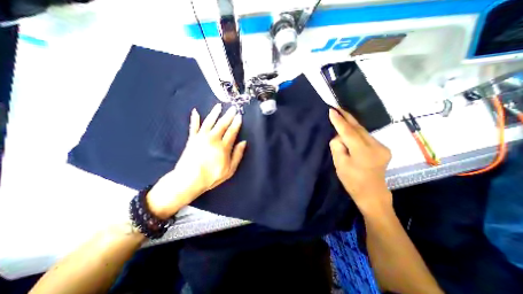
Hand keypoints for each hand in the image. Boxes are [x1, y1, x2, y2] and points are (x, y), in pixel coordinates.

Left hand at [145, 103, 246, 217]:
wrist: (188, 180)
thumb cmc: (211, 176)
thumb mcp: (230, 170)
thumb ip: (237, 155)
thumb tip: (243, 142)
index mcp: (223, 147)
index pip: (232, 132)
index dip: (236, 123)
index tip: (240, 116)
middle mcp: (213, 139)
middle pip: (222, 124)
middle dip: (228, 115)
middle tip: (233, 107)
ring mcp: (201, 138)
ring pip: (209, 122)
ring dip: (214, 113)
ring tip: (218, 105)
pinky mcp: (192, 139)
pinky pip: (193, 126)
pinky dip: (194, 119)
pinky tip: (195, 111)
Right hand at [326, 107, 391, 215]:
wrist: (372, 194)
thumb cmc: (352, 181)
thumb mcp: (339, 164)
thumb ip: (337, 146)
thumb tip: (339, 136)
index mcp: (363, 152)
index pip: (349, 132)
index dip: (339, 121)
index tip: (332, 110)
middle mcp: (376, 146)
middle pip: (358, 128)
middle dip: (347, 117)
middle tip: (337, 108)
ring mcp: (382, 147)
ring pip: (362, 131)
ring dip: (351, 126)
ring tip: (341, 119)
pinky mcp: (383, 148)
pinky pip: (366, 136)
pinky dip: (356, 133)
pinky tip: (350, 133)